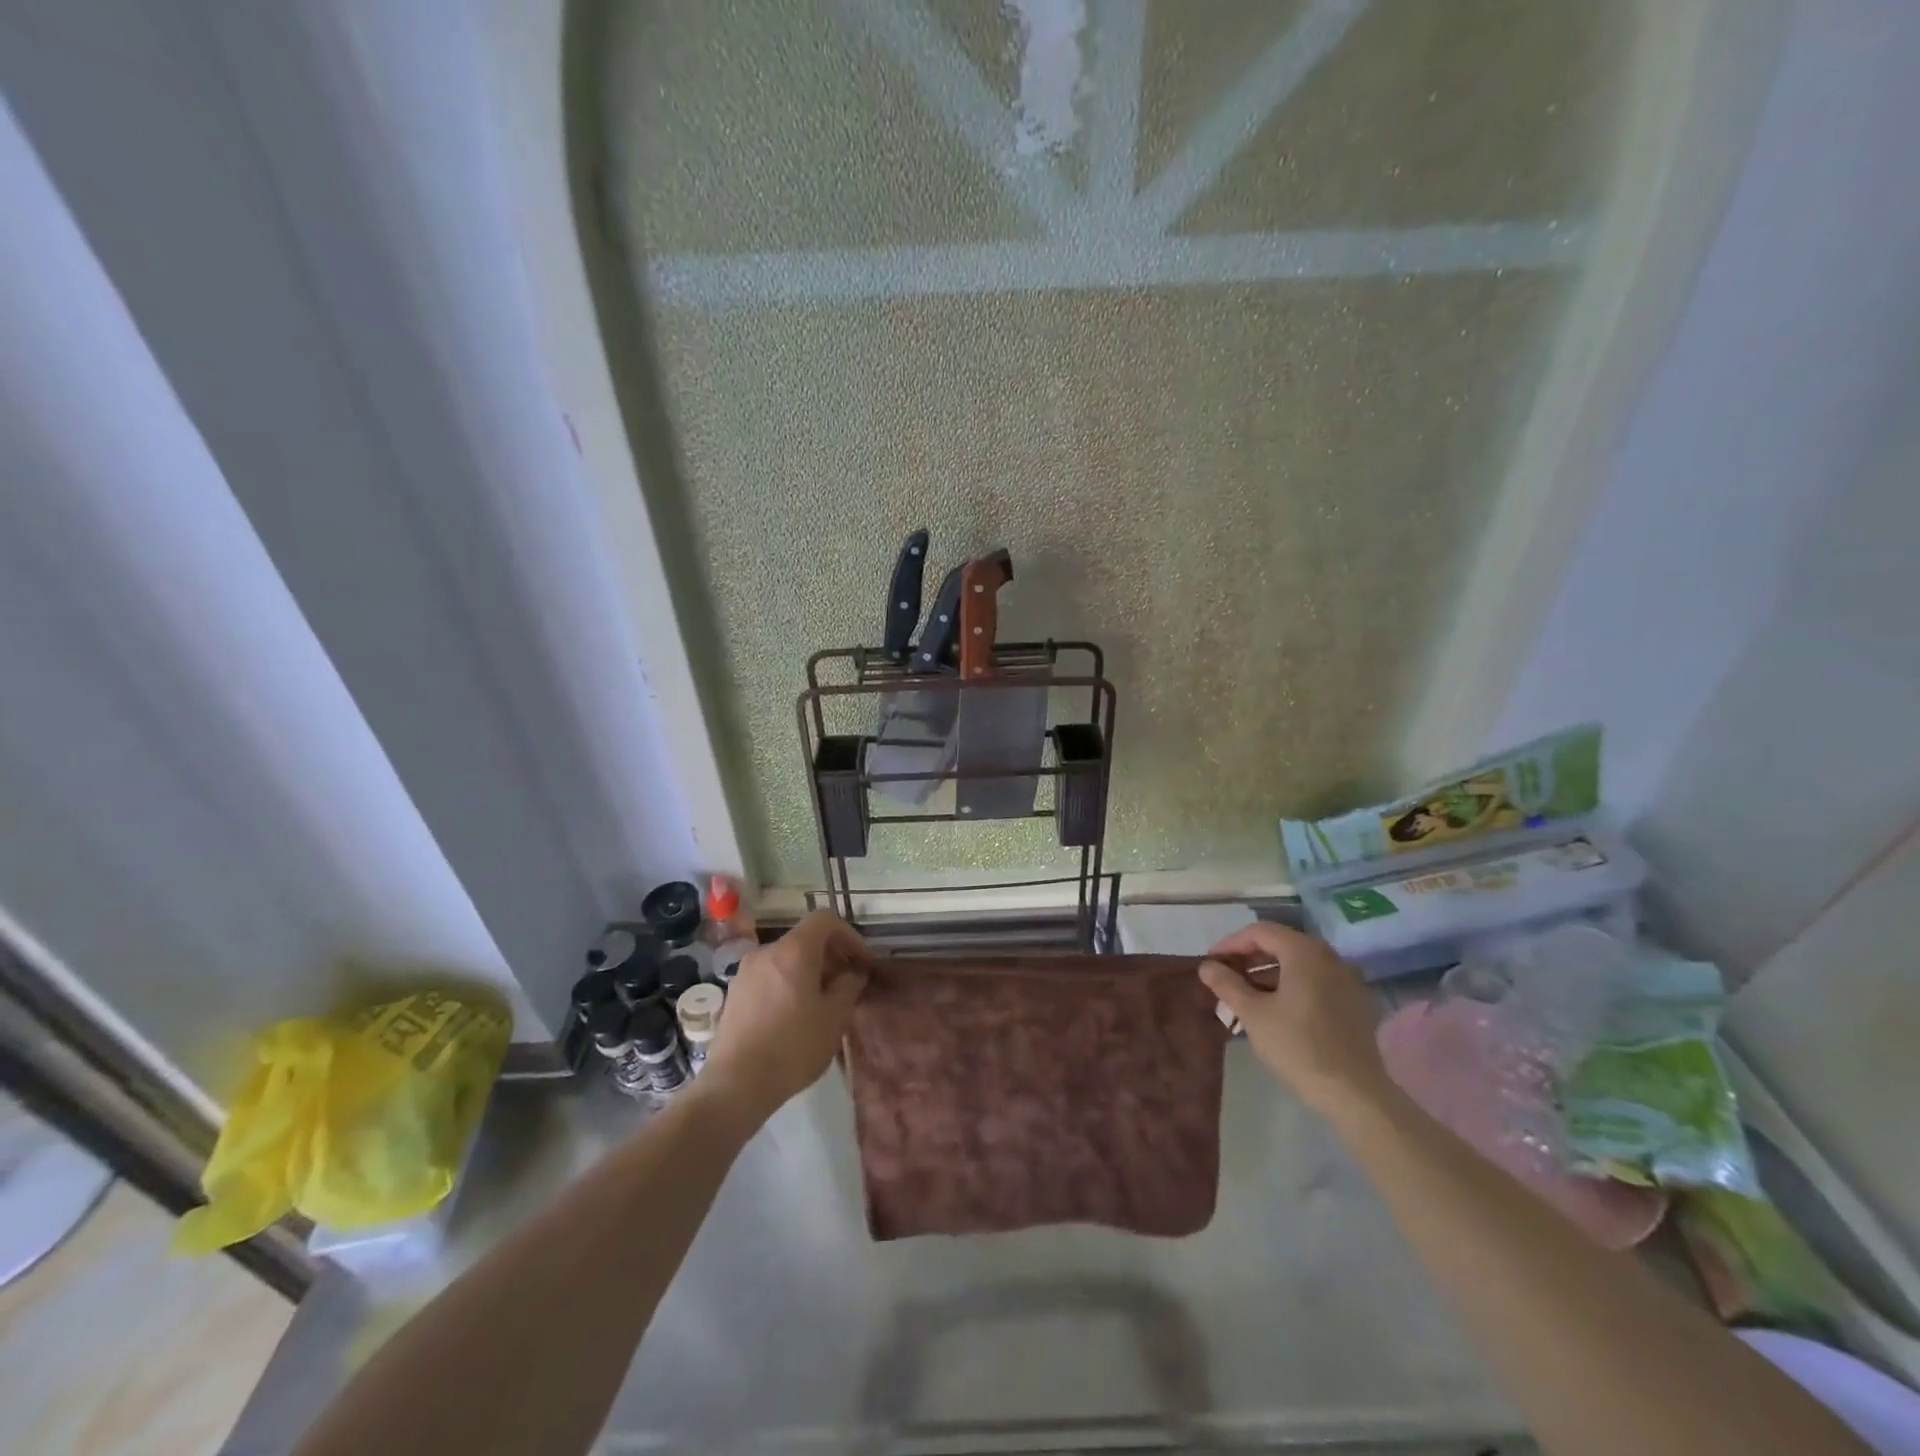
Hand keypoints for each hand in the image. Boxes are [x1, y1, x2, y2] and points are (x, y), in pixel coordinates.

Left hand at [701, 911, 869, 1125]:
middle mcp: (766, 951)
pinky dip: (788, 984)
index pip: (825, 919)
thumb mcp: (835, 1017)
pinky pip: (770, 977)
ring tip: (822, 1004)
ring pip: (787, 959)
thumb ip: (849, 985)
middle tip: (847, 986)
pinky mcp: (734, 994)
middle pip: (805, 939)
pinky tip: (794, 1017)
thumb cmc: (794, 1046)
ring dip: (809, 972)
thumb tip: (852, 974)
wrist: (736, 1084)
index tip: (862, 963)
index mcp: (794, 950)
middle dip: (831, 957)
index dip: (849, 936)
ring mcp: (746, 972)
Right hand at [1199, 922, 1392, 1119]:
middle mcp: (1330, 957)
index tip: (1212, 963)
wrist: (1355, 1094)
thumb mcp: (1253, 1013)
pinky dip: (1292, 987)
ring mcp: (1348, 981)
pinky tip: (1277, 1010)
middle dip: (1249, 959)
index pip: (1260, 932)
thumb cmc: (1298, 1047)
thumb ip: (1227, 984)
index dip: (1231, 944)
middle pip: (1281, 945)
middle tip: (1226, 978)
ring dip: (1269, 974)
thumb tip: (1207, 966)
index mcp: (1305, 952)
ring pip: (1300, 965)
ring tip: (1246, 996)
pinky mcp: (1356, 1004)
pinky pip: (1317, 982)